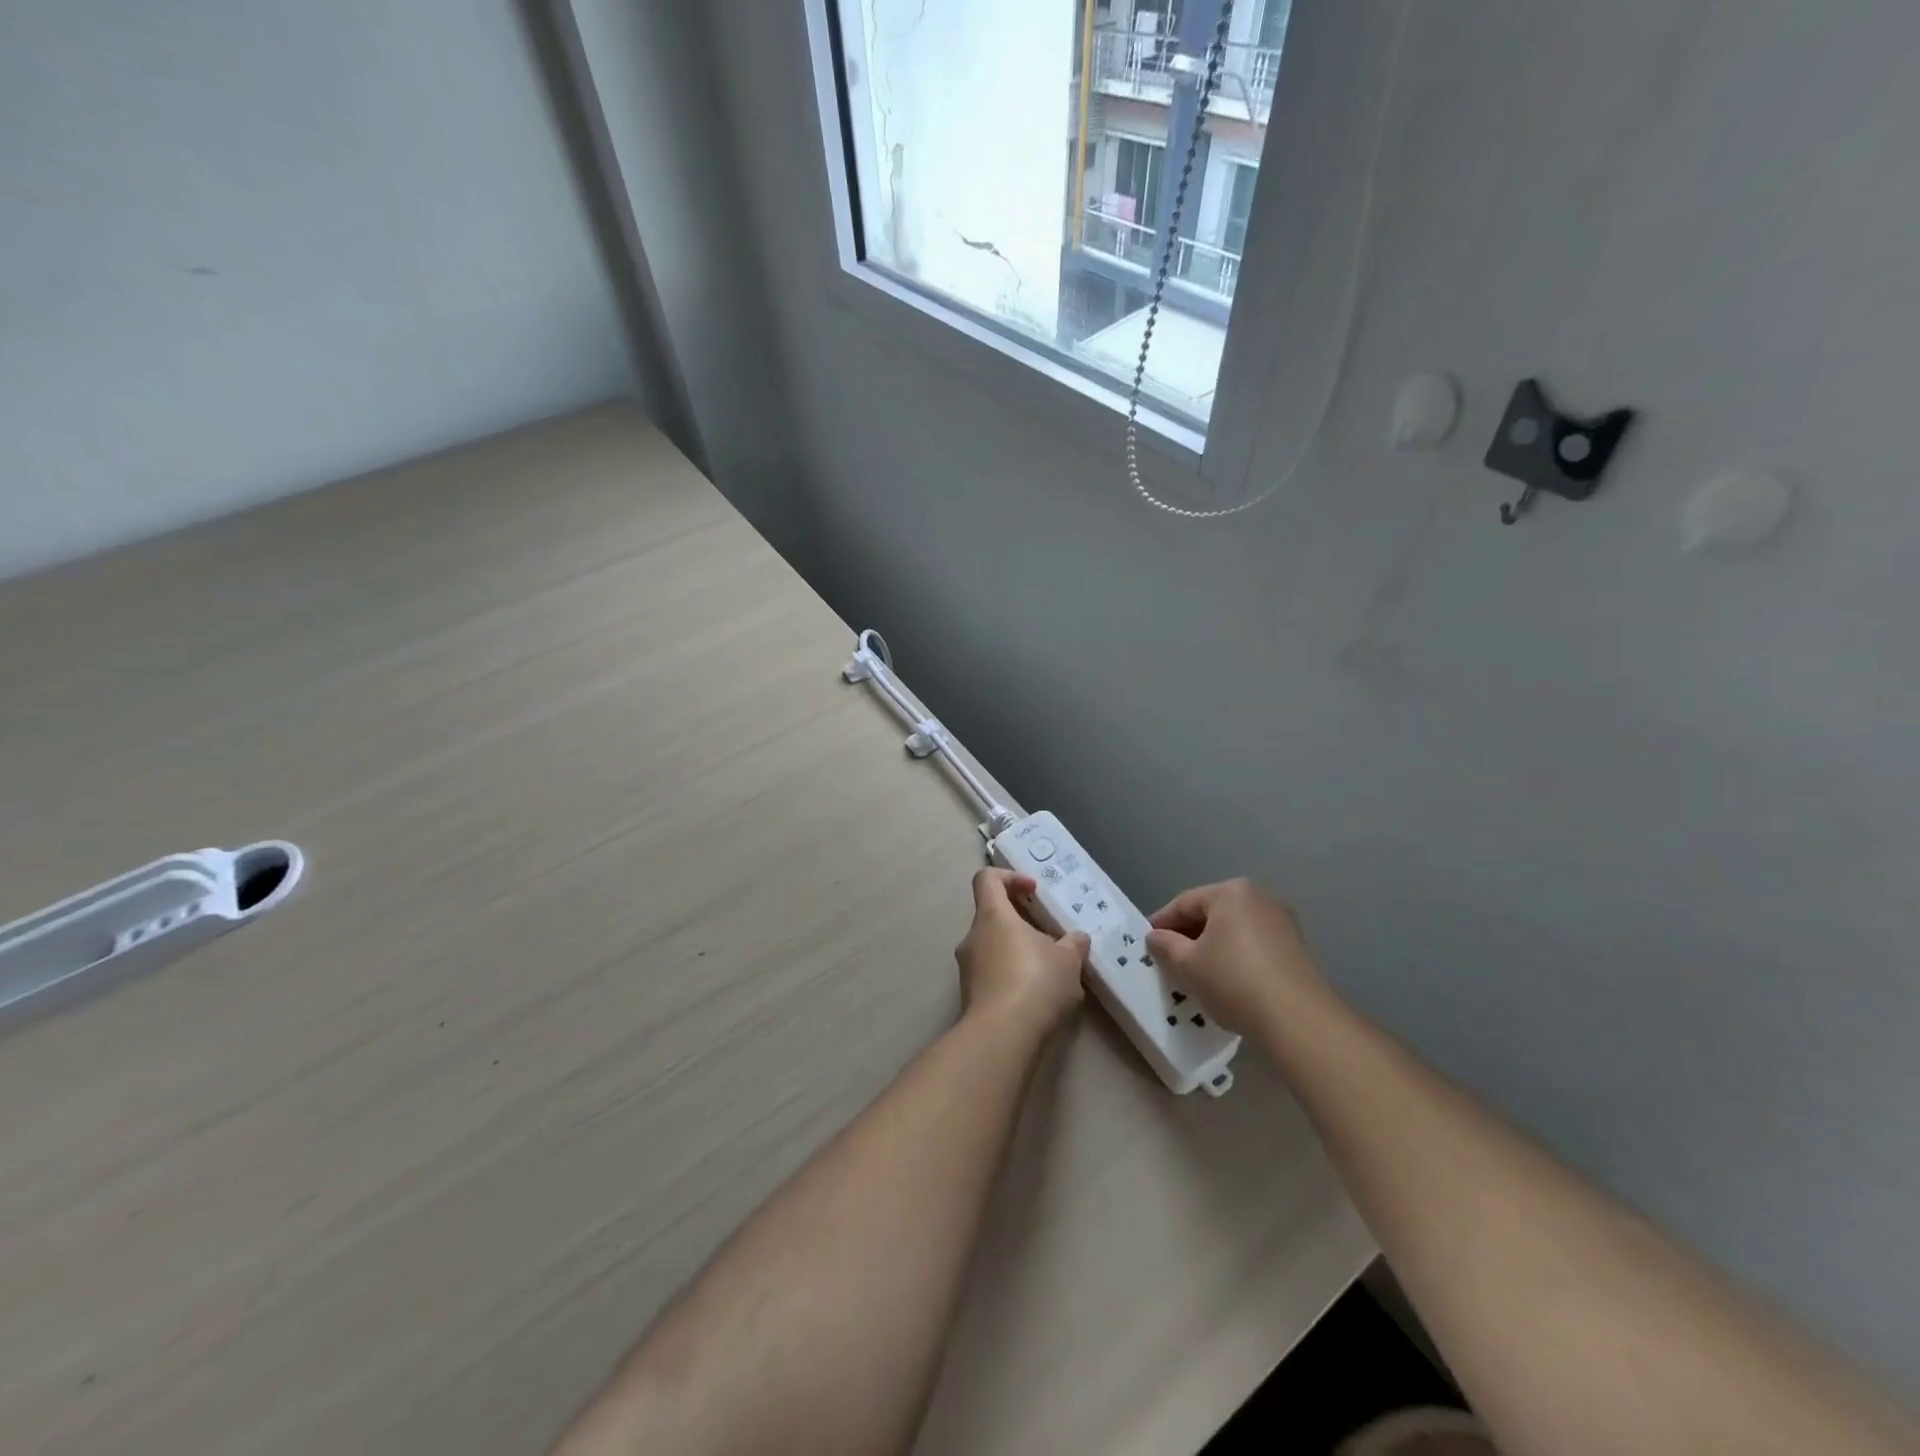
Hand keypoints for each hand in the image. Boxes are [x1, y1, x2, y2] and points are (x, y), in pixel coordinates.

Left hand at [954, 868, 1089, 1036]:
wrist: (1002, 1037)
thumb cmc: (1035, 983)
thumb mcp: (1068, 960)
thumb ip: (1073, 944)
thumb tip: (1076, 938)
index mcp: (992, 916)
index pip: (988, 879)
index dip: (1010, 877)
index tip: (1034, 891)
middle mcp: (972, 937)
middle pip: (992, 915)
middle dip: (1021, 922)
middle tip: (1050, 938)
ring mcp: (967, 968)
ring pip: (992, 947)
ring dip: (1017, 952)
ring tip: (1049, 971)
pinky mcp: (970, 995)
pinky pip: (991, 974)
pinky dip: (1011, 976)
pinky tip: (1037, 996)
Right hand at [1144, 878, 1323, 1034]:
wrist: (1298, 1019)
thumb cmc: (1233, 980)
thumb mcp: (1187, 965)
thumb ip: (1166, 946)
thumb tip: (1155, 937)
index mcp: (1230, 892)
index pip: (1184, 902)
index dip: (1162, 922)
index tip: (1146, 942)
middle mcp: (1259, 897)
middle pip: (1211, 913)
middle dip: (1188, 934)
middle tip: (1168, 958)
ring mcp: (1282, 921)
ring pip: (1233, 929)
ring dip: (1212, 946)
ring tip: (1195, 971)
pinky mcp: (1296, 947)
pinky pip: (1254, 944)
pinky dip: (1235, 956)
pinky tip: (1226, 979)